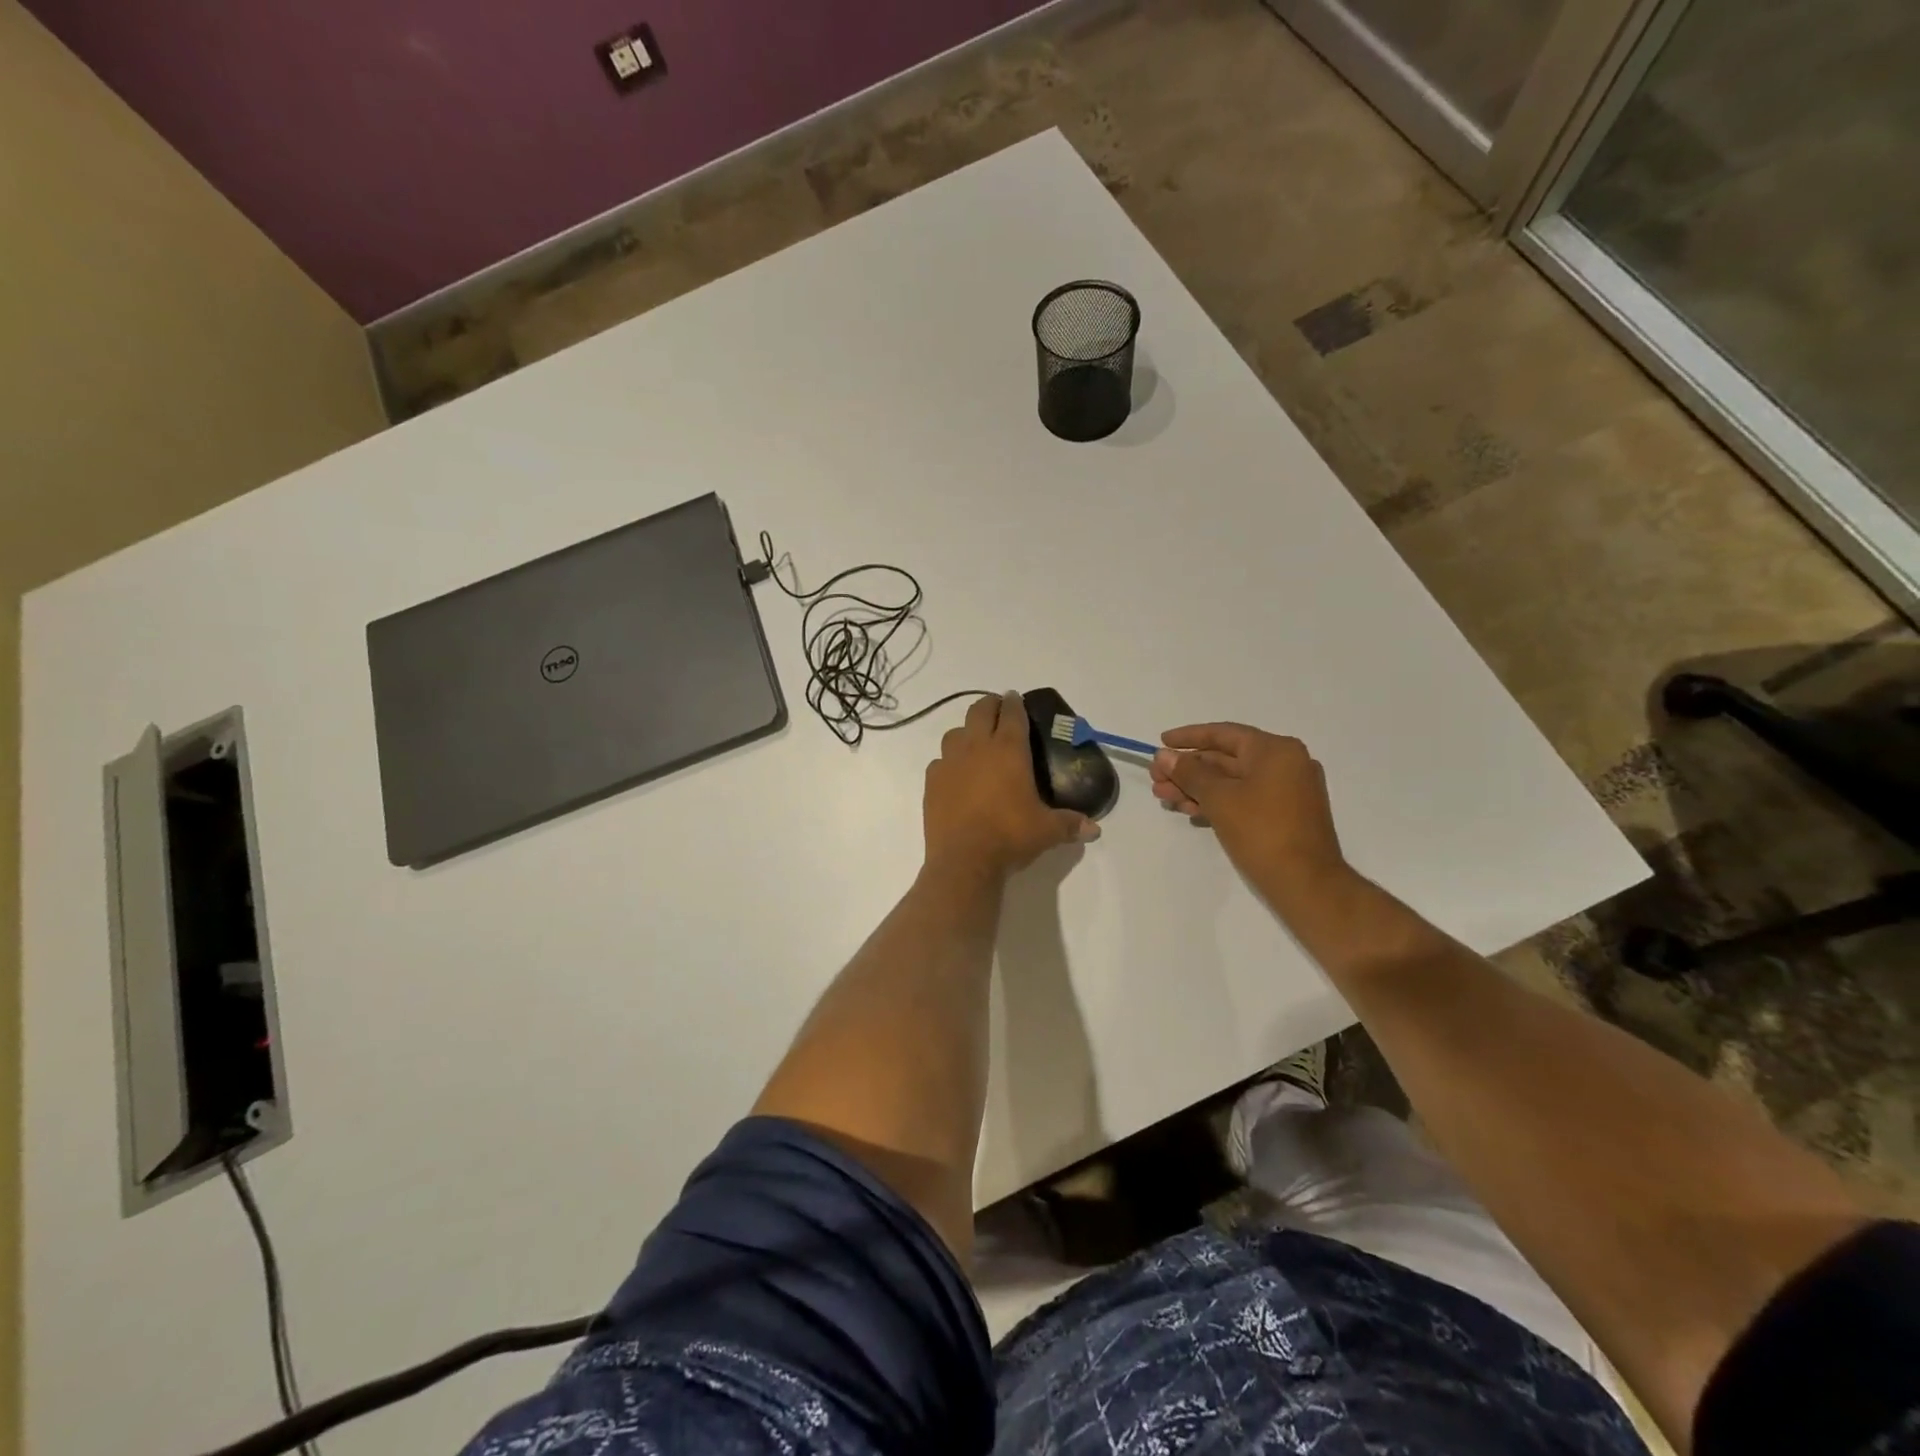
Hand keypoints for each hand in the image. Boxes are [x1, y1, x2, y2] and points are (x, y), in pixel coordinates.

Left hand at [924, 691, 1098, 878]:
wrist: (964, 860)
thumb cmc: (1010, 836)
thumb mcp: (1047, 831)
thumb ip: (1071, 824)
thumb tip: (1095, 829)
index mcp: (1008, 749)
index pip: (1012, 713)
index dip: (1015, 703)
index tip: (1016, 699)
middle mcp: (976, 747)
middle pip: (980, 711)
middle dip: (990, 706)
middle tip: (999, 712)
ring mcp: (949, 762)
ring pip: (955, 732)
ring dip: (967, 732)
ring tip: (976, 744)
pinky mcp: (932, 781)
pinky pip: (940, 761)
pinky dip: (949, 762)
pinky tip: (956, 775)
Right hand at [1150, 723, 1346, 902]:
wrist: (1306, 884)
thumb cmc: (1262, 832)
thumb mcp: (1219, 798)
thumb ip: (1189, 772)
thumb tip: (1163, 755)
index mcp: (1275, 750)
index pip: (1223, 734)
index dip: (1187, 737)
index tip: (1160, 743)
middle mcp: (1285, 763)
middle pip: (1225, 758)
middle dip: (1187, 770)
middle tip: (1155, 780)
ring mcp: (1287, 790)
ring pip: (1232, 781)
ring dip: (1196, 788)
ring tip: (1164, 799)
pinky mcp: (1284, 814)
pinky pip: (1244, 797)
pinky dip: (1217, 802)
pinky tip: (1189, 811)